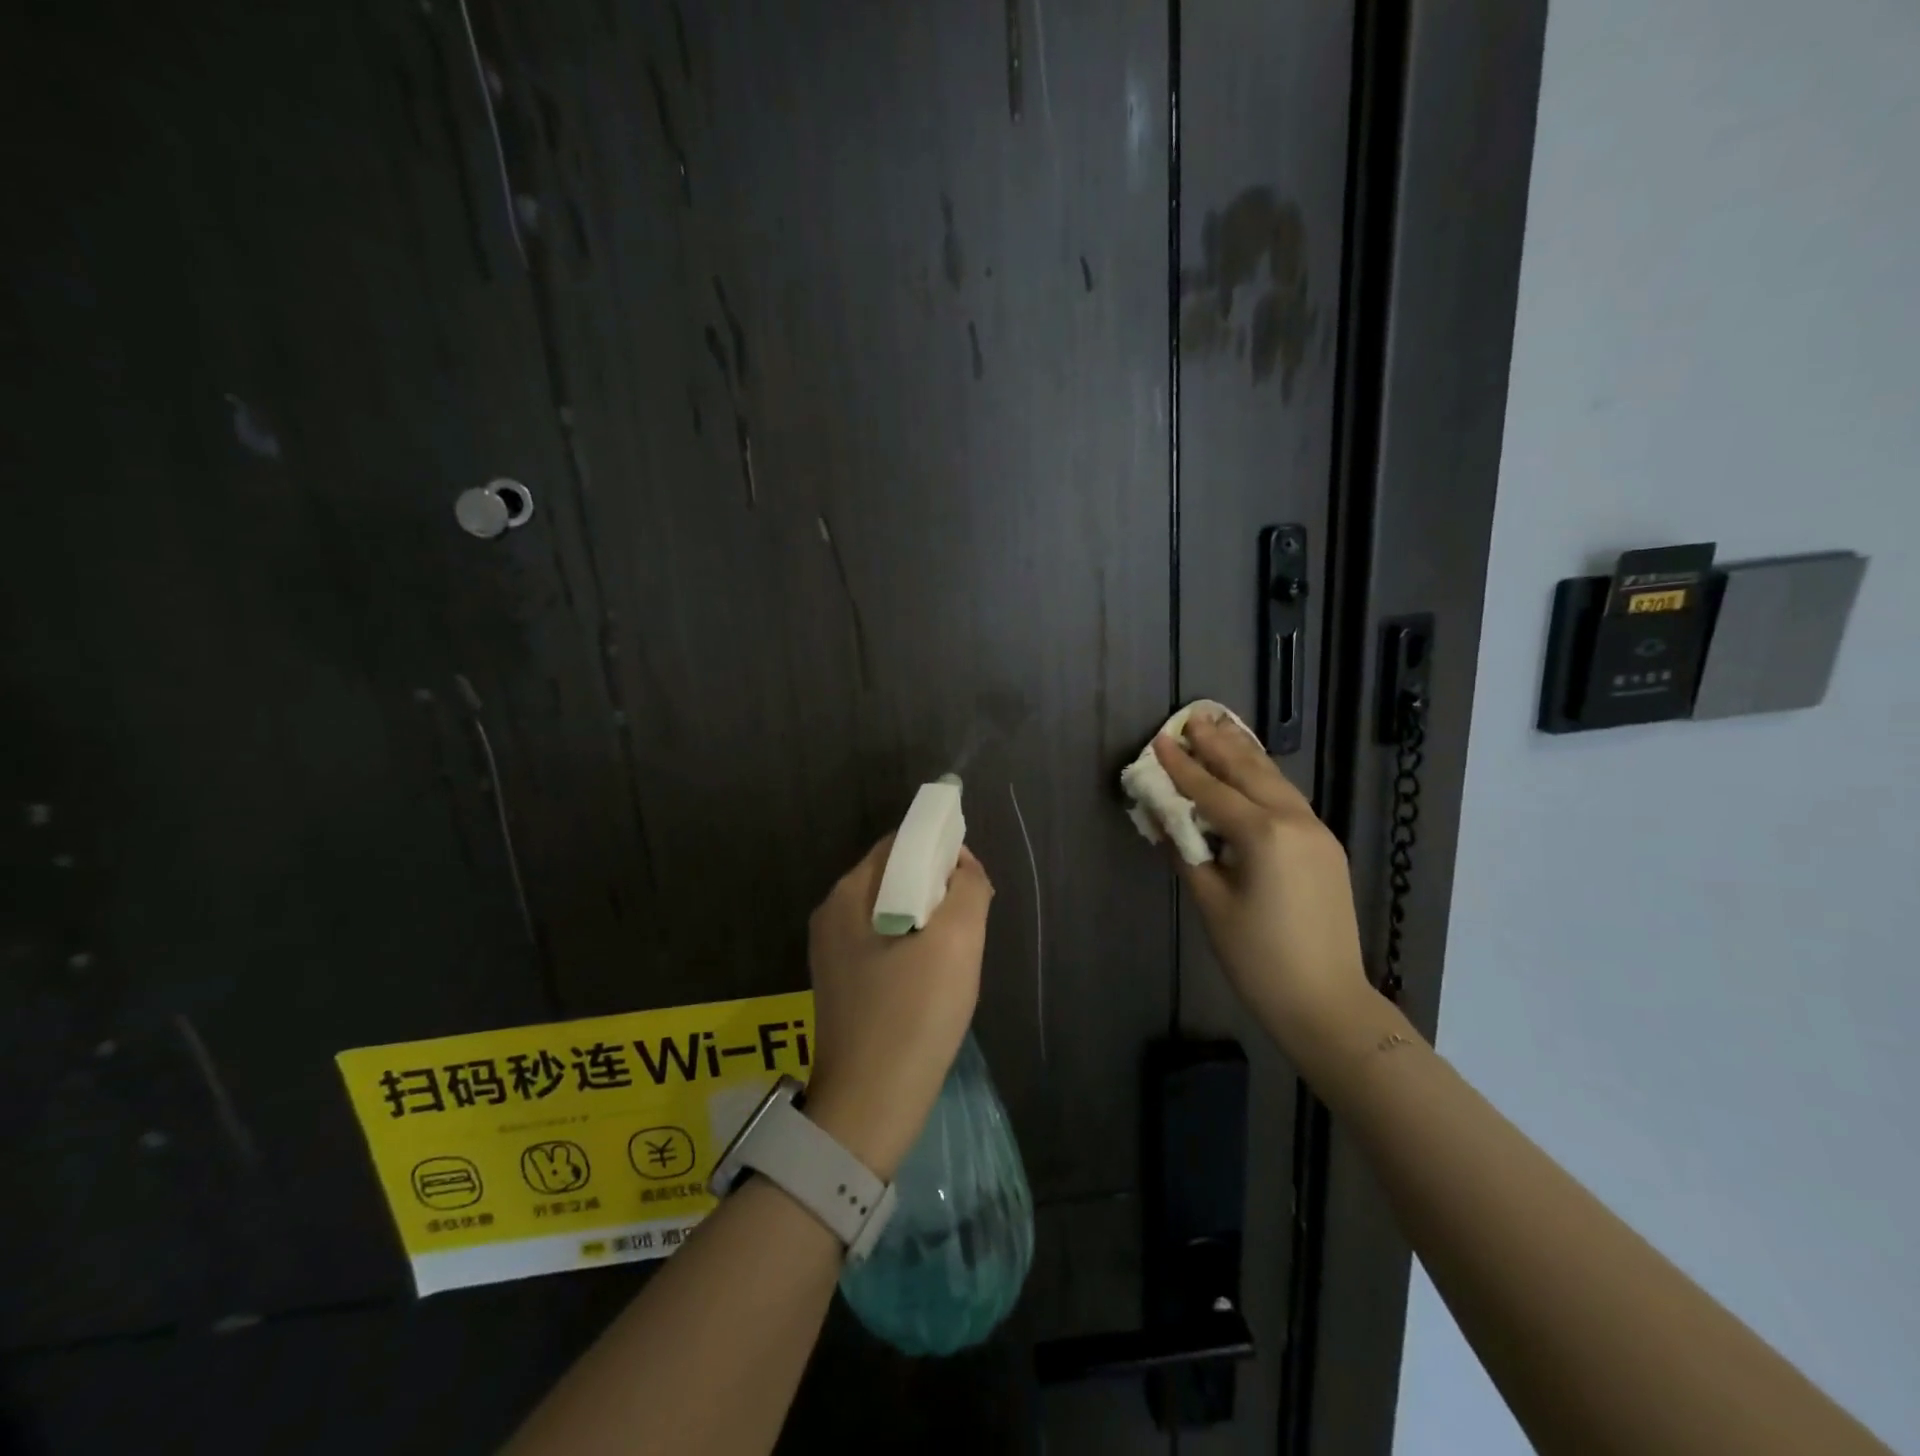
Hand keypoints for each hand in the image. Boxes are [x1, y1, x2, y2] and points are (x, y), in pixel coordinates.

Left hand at [802, 836, 992, 1179]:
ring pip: (894, 912)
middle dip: (938, 889)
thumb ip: (968, 888)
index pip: (901, 843)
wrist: (870, 1105)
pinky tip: (932, 981)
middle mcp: (832, 914)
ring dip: (930, 922)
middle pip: (896, 876)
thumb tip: (963, 868)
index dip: (942, 850)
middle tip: (969, 923)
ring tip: (955, 955)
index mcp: (849, 893)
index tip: (973, 882)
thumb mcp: (956, 940)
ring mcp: (832, 953)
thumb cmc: (914, 1013)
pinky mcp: (842, 985)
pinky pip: (885, 945)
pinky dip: (914, 948)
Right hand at [1152, 715, 1373, 1073]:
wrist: (1326, 1001)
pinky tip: (1252, 771)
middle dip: (1218, 744)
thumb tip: (1166, 820)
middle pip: (1249, 771)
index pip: (1211, 791)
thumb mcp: (1211, 904)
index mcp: (1263, 835)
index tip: (1160, 739)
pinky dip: (1265, 779)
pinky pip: (1289, 799)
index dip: (1182, 766)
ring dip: (1245, 754)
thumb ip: (1187, 853)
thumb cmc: (1258, 958)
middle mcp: (1295, 821)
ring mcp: (1317, 832)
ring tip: (1222, 729)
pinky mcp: (1326, 846)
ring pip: (1275, 780)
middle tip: (1193, 718)